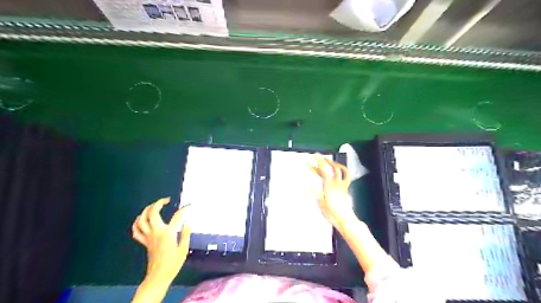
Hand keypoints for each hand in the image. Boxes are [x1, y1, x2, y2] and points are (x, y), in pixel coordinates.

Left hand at [132, 197, 191, 284]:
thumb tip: (188, 222)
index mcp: (167, 233)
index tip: (190, 205)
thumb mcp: (183, 249)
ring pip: (141, 220)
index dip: (185, 209)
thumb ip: (186, 234)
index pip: (177, 216)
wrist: (158, 276)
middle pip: (153, 213)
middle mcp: (156, 232)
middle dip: (159, 203)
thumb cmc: (173, 264)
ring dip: (146, 210)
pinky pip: (136, 231)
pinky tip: (141, 219)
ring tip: (153, 206)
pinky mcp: (144, 242)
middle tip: (166, 200)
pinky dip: (137, 223)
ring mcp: (148, 237)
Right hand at [313, 158, 354, 226]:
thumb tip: (308, 186)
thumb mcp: (320, 203)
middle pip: (332, 168)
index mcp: (329, 185)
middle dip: (325, 161)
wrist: (345, 219)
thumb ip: (315, 193)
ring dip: (335, 164)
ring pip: (341, 171)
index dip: (319, 161)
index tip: (314, 156)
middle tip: (318, 157)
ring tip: (330, 161)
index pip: (324, 169)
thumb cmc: (331, 212)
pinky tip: (340, 171)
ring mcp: (343, 186)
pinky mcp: (346, 189)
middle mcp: (337, 183)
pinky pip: (346, 178)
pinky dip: (343, 172)